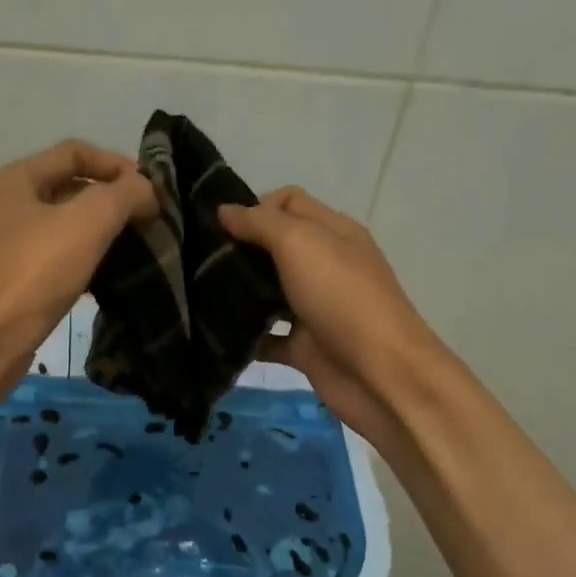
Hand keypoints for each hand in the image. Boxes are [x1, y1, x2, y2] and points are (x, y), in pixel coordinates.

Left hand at [0, 138, 155, 360]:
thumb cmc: (35, 273)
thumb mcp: (88, 221)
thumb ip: (124, 195)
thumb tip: (147, 191)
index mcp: (16, 179)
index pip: (75, 151)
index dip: (117, 164)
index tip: (151, 192)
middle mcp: (8, 206)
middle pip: (71, 188)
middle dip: (112, 200)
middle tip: (149, 220)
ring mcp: (10, 246)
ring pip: (67, 227)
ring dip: (103, 233)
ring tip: (137, 248)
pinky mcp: (17, 281)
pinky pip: (60, 259)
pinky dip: (87, 262)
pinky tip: (110, 278)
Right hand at [216, 188, 438, 451]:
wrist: (378, 373)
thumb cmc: (342, 298)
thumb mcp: (300, 244)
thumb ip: (261, 224)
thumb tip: (225, 210)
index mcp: (332, 232)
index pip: (289, 203)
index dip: (254, 207)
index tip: (218, 228)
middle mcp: (324, 266)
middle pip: (275, 248)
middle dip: (239, 250)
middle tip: (198, 261)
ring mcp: (314, 309)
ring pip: (268, 294)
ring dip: (238, 294)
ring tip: (197, 295)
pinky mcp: (303, 347)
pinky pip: (267, 338)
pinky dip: (245, 339)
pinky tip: (216, 337)